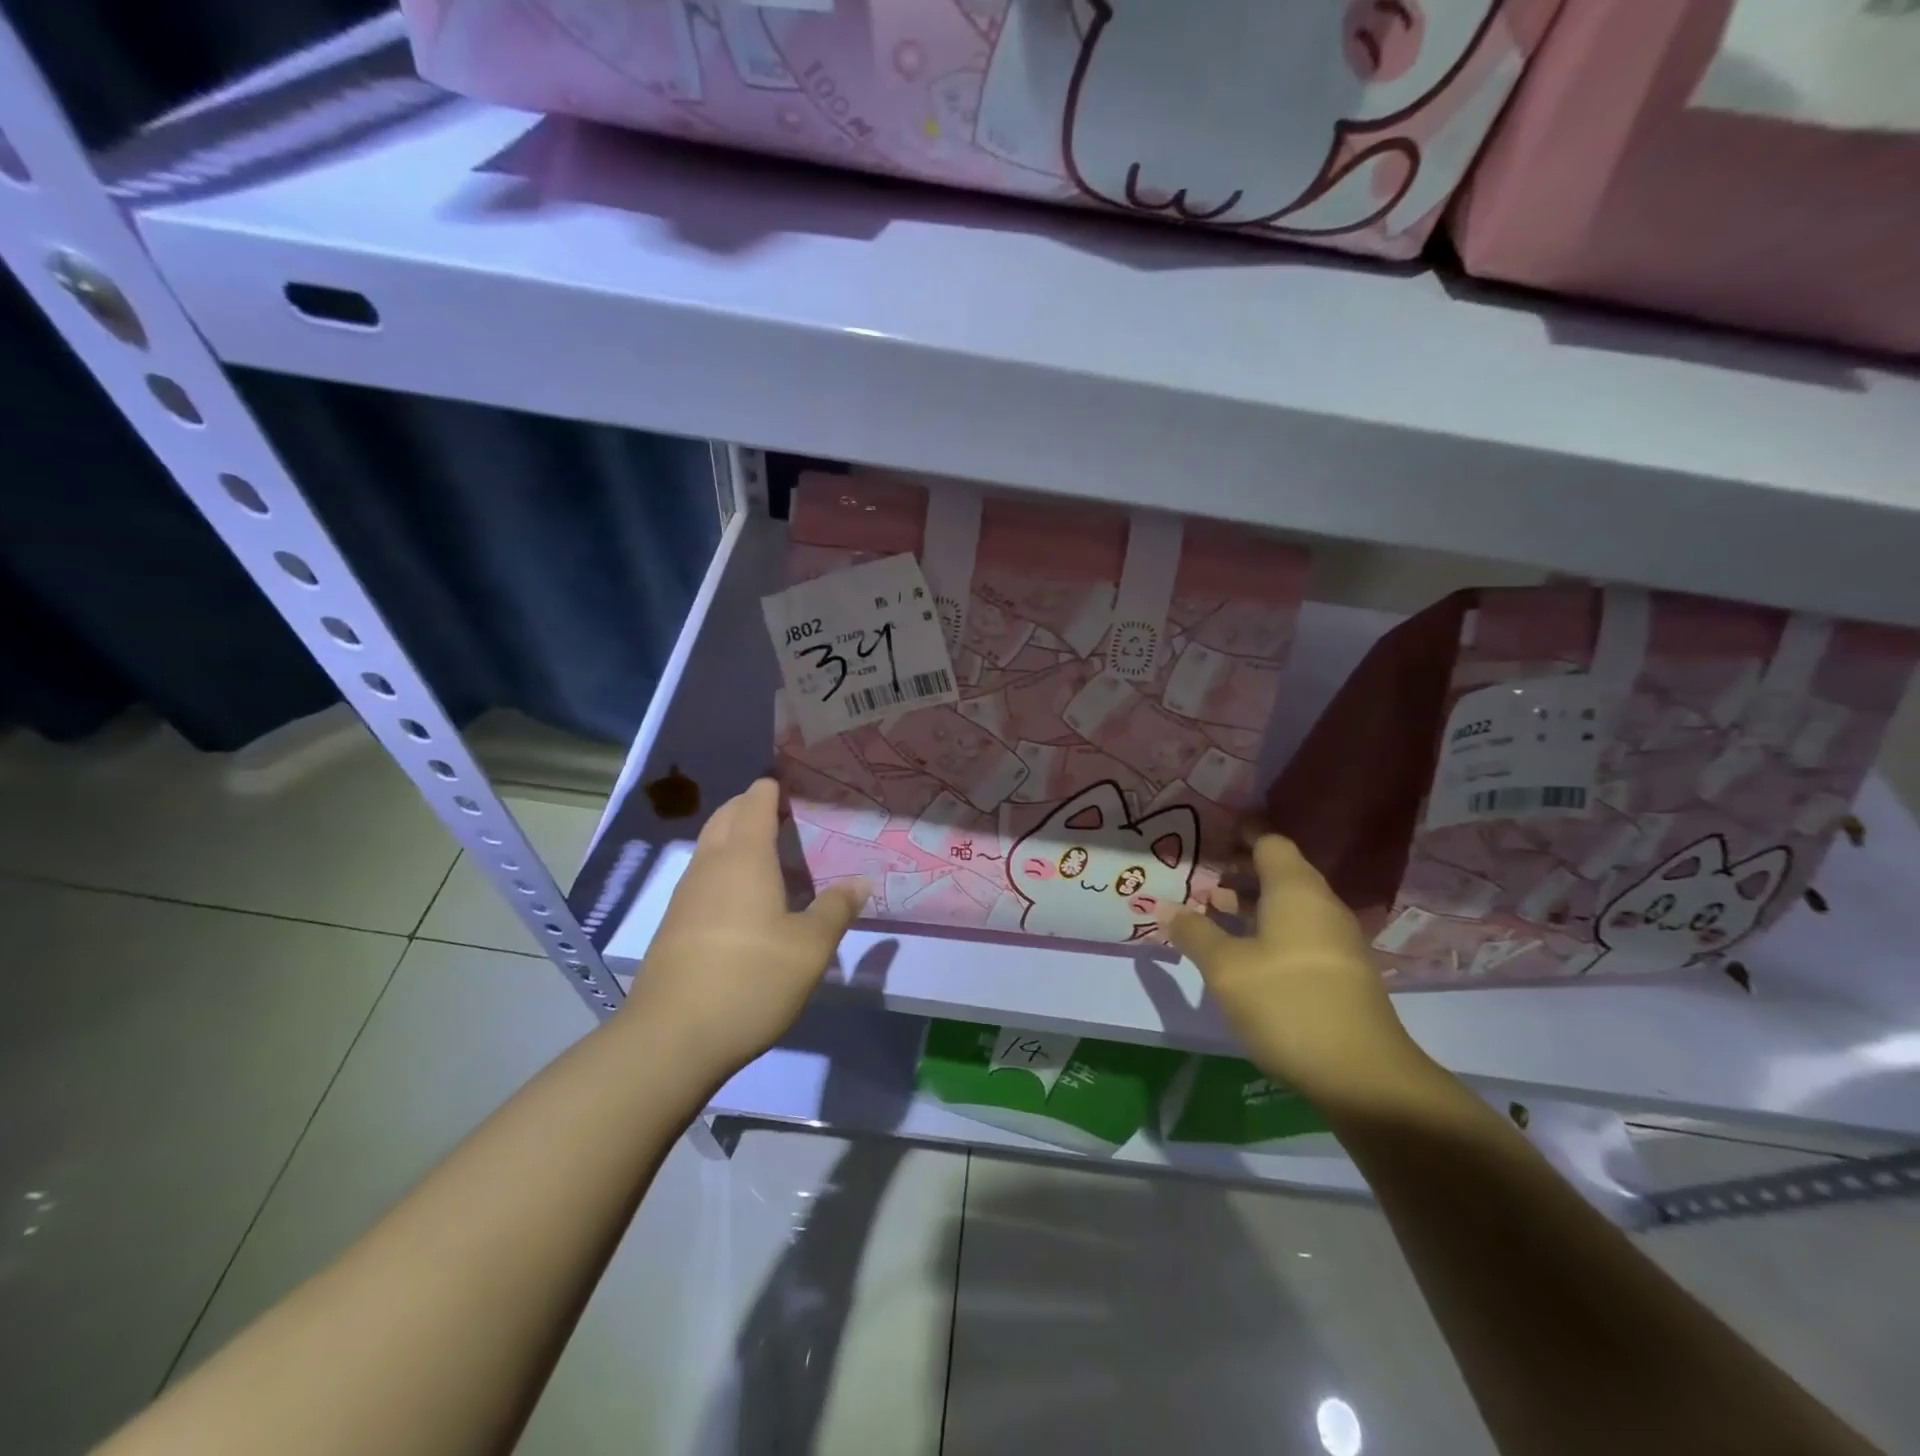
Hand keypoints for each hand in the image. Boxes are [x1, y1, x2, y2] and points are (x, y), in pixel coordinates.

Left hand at [626, 779, 868, 1078]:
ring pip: (711, 846)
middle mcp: (710, 865)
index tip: (798, 787)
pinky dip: (726, 869)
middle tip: (788, 817)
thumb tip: (861, 880)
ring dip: (737, 838)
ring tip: (773, 855)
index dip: (774, 788)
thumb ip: (837, 908)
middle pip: (727, 816)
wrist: (673, 1037)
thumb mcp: (810, 947)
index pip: (756, 801)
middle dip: (752, 806)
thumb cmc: (751, 979)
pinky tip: (747, 900)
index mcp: (745, 857)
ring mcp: (686, 895)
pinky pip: (704, 877)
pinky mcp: (675, 925)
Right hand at [1159, 834, 1429, 1108]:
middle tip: (1195, 877)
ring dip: (1248, 905)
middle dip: (1236, 872)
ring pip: (1286, 906)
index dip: (1240, 833)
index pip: (1269, 842)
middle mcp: (1320, 905)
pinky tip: (1238, 952)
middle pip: (1278, 872)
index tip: (1208, 832)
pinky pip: (1296, 932)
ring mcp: (1335, 940)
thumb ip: (1194, 933)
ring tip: (1207, 914)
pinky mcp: (1339, 972)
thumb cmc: (1287, 1003)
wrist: (1362, 1075)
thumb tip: (1168, 909)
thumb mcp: (1226, 968)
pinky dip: (1265, 930)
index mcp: (1296, 890)